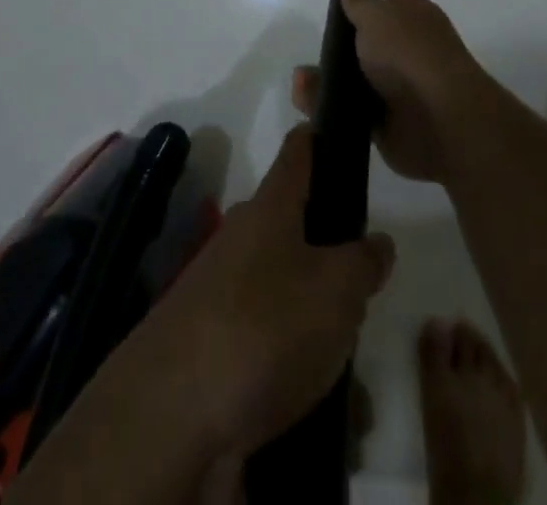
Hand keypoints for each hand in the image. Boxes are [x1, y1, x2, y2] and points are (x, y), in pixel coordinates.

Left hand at [118, 125, 395, 459]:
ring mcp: (221, 289)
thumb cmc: (265, 326)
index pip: (298, 151)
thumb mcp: (337, 289)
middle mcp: (242, 236)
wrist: (170, 415)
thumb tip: (376, 242)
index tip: (341, 131)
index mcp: (271, 207)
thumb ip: (364, 262)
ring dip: (314, 313)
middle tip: (364, 282)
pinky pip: (265, 337)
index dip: (320, 136)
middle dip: (329, 246)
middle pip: (292, 222)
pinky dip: (293, 359)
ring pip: (282, 285)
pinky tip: (318, 397)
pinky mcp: (210, 343)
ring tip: (347, 356)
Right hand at [292, 0, 490, 183]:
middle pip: (376, 28)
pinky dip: (329, 102)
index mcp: (413, 9)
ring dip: (332, 71)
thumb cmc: (409, 54)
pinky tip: (305, 96)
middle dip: (351, 27)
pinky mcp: (386, 117)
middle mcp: (408, 42)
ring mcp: (399, 81)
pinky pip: (351, 106)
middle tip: (322, 22)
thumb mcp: (377, 18)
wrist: (439, 122)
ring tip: (302, 72)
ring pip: (359, 70)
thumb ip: (360, 2)